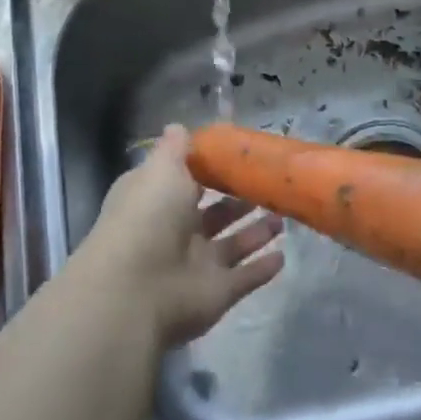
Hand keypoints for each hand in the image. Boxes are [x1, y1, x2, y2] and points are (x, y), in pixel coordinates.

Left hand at [73, 126, 284, 347]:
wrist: (136, 289)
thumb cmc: (148, 217)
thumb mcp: (161, 169)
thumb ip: (175, 149)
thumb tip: (179, 126)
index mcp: (158, 199)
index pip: (186, 180)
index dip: (210, 169)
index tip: (239, 156)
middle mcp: (176, 231)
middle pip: (214, 213)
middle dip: (240, 201)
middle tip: (270, 185)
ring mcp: (197, 265)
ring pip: (233, 244)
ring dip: (257, 232)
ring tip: (284, 216)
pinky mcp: (216, 293)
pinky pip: (245, 278)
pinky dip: (262, 268)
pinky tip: (284, 255)